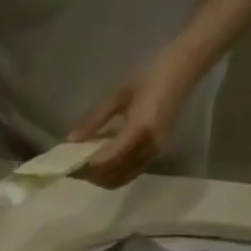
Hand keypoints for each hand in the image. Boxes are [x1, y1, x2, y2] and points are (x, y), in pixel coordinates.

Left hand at [69, 51, 199, 187]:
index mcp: (140, 129)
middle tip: (74, 166)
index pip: (108, 160)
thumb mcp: (117, 94)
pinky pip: (129, 174)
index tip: (68, 164)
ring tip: (85, 165)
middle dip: (91, 176)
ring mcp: (154, 154)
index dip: (87, 167)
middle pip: (113, 176)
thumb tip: (71, 140)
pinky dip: (112, 173)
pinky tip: (102, 160)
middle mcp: (149, 148)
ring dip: (100, 177)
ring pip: (120, 179)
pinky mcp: (155, 155)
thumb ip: (94, 119)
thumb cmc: (149, 75)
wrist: (182, 70)